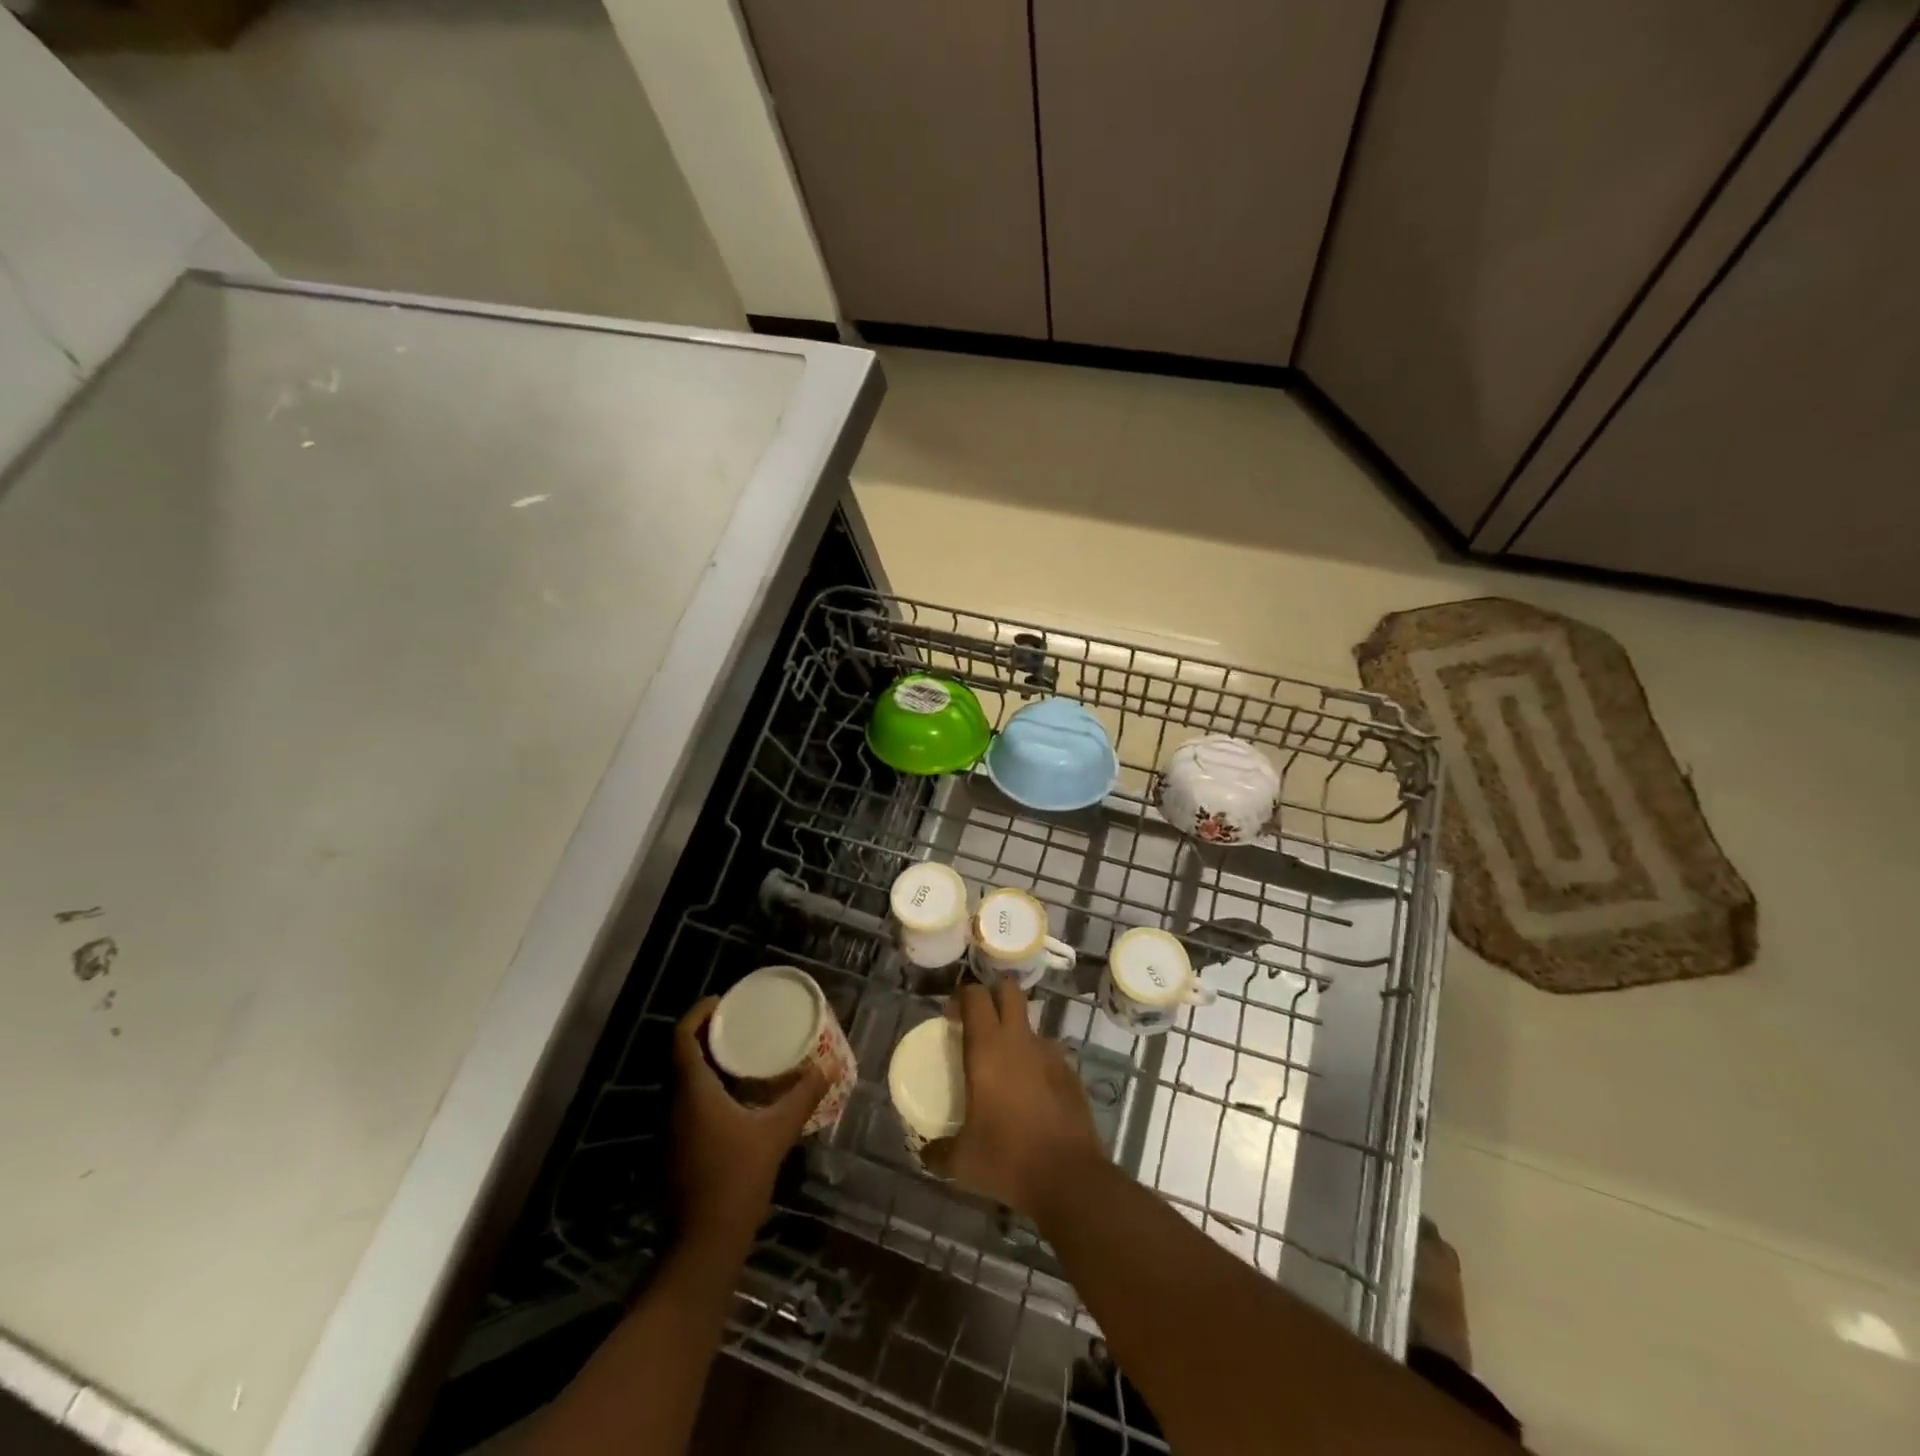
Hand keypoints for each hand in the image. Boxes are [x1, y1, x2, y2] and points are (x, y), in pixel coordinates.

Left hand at [672, 997, 824, 1243]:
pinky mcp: (676, 1148)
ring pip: (683, 1080)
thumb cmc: (737, 1179)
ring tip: (741, 1050)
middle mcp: (674, 1105)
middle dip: (706, 1034)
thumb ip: (802, 1096)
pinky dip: (707, 1086)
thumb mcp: (777, 1132)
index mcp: (692, 1092)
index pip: (682, 1038)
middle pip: (681, 1055)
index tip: (722, 1000)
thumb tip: (830, 1066)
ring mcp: (672, 1129)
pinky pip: (687, 1102)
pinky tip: (736, 1093)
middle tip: (739, 1021)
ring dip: (706, 1060)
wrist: (704, 1244)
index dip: (698, 1013)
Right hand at [945, 981, 1104, 1218]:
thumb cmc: (1007, 1159)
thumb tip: (926, 1153)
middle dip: (993, 995)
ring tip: (1004, 1067)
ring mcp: (1050, 1054)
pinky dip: (1035, 1063)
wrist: (1069, 1178)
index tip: (950, 1016)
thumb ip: (938, 1152)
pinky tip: (1030, 1094)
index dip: (961, 997)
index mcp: (988, 1049)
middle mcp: (1019, 1040)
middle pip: (1009, 990)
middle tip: (978, 1022)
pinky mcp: (1070, 1073)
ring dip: (1015, 1033)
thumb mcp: (962, 1162)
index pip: (975, 996)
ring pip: (1030, 1024)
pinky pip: (1047, 1054)